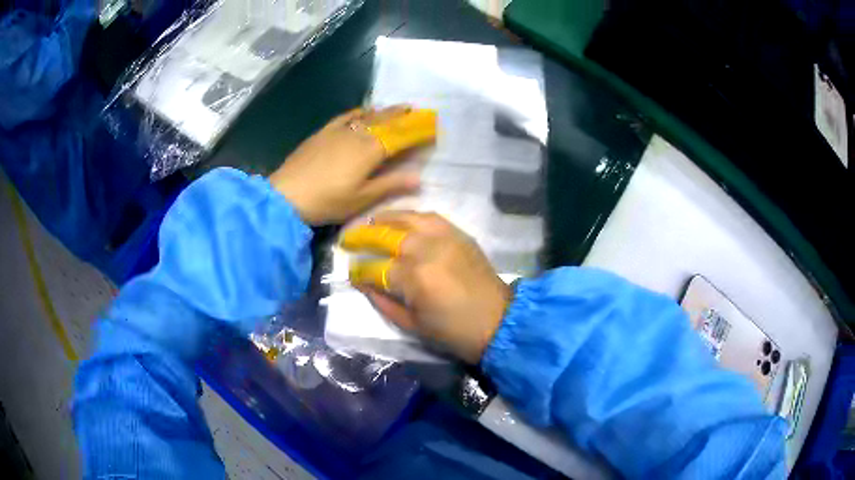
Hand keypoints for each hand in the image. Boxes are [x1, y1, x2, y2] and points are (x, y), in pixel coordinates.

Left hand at [269, 106, 425, 224]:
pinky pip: (346, 116)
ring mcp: (339, 130)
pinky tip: (363, 110)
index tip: (430, 126)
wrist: (286, 195)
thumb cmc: (327, 200)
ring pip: (367, 116)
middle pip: (385, 121)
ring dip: (384, 111)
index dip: (416, 130)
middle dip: (402, 115)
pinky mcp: (323, 132)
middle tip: (416, 110)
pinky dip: (359, 112)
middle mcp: (357, 134)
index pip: (400, 136)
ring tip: (396, 108)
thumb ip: (391, 185)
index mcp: (370, 150)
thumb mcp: (362, 198)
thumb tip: (420, 177)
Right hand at [347, 211, 512, 363]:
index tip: (350, 273)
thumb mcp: (411, 325)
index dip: (359, 271)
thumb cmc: (453, 332)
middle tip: (347, 239)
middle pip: (385, 235)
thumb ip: (383, 301)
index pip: (375, 268)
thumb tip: (363, 283)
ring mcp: (444, 237)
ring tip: (370, 223)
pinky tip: (401, 221)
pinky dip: (411, 216)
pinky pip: (430, 217)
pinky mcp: (459, 234)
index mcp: (413, 278)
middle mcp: (426, 250)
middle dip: (362, 236)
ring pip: (406, 218)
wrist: (498, 321)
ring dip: (384, 219)